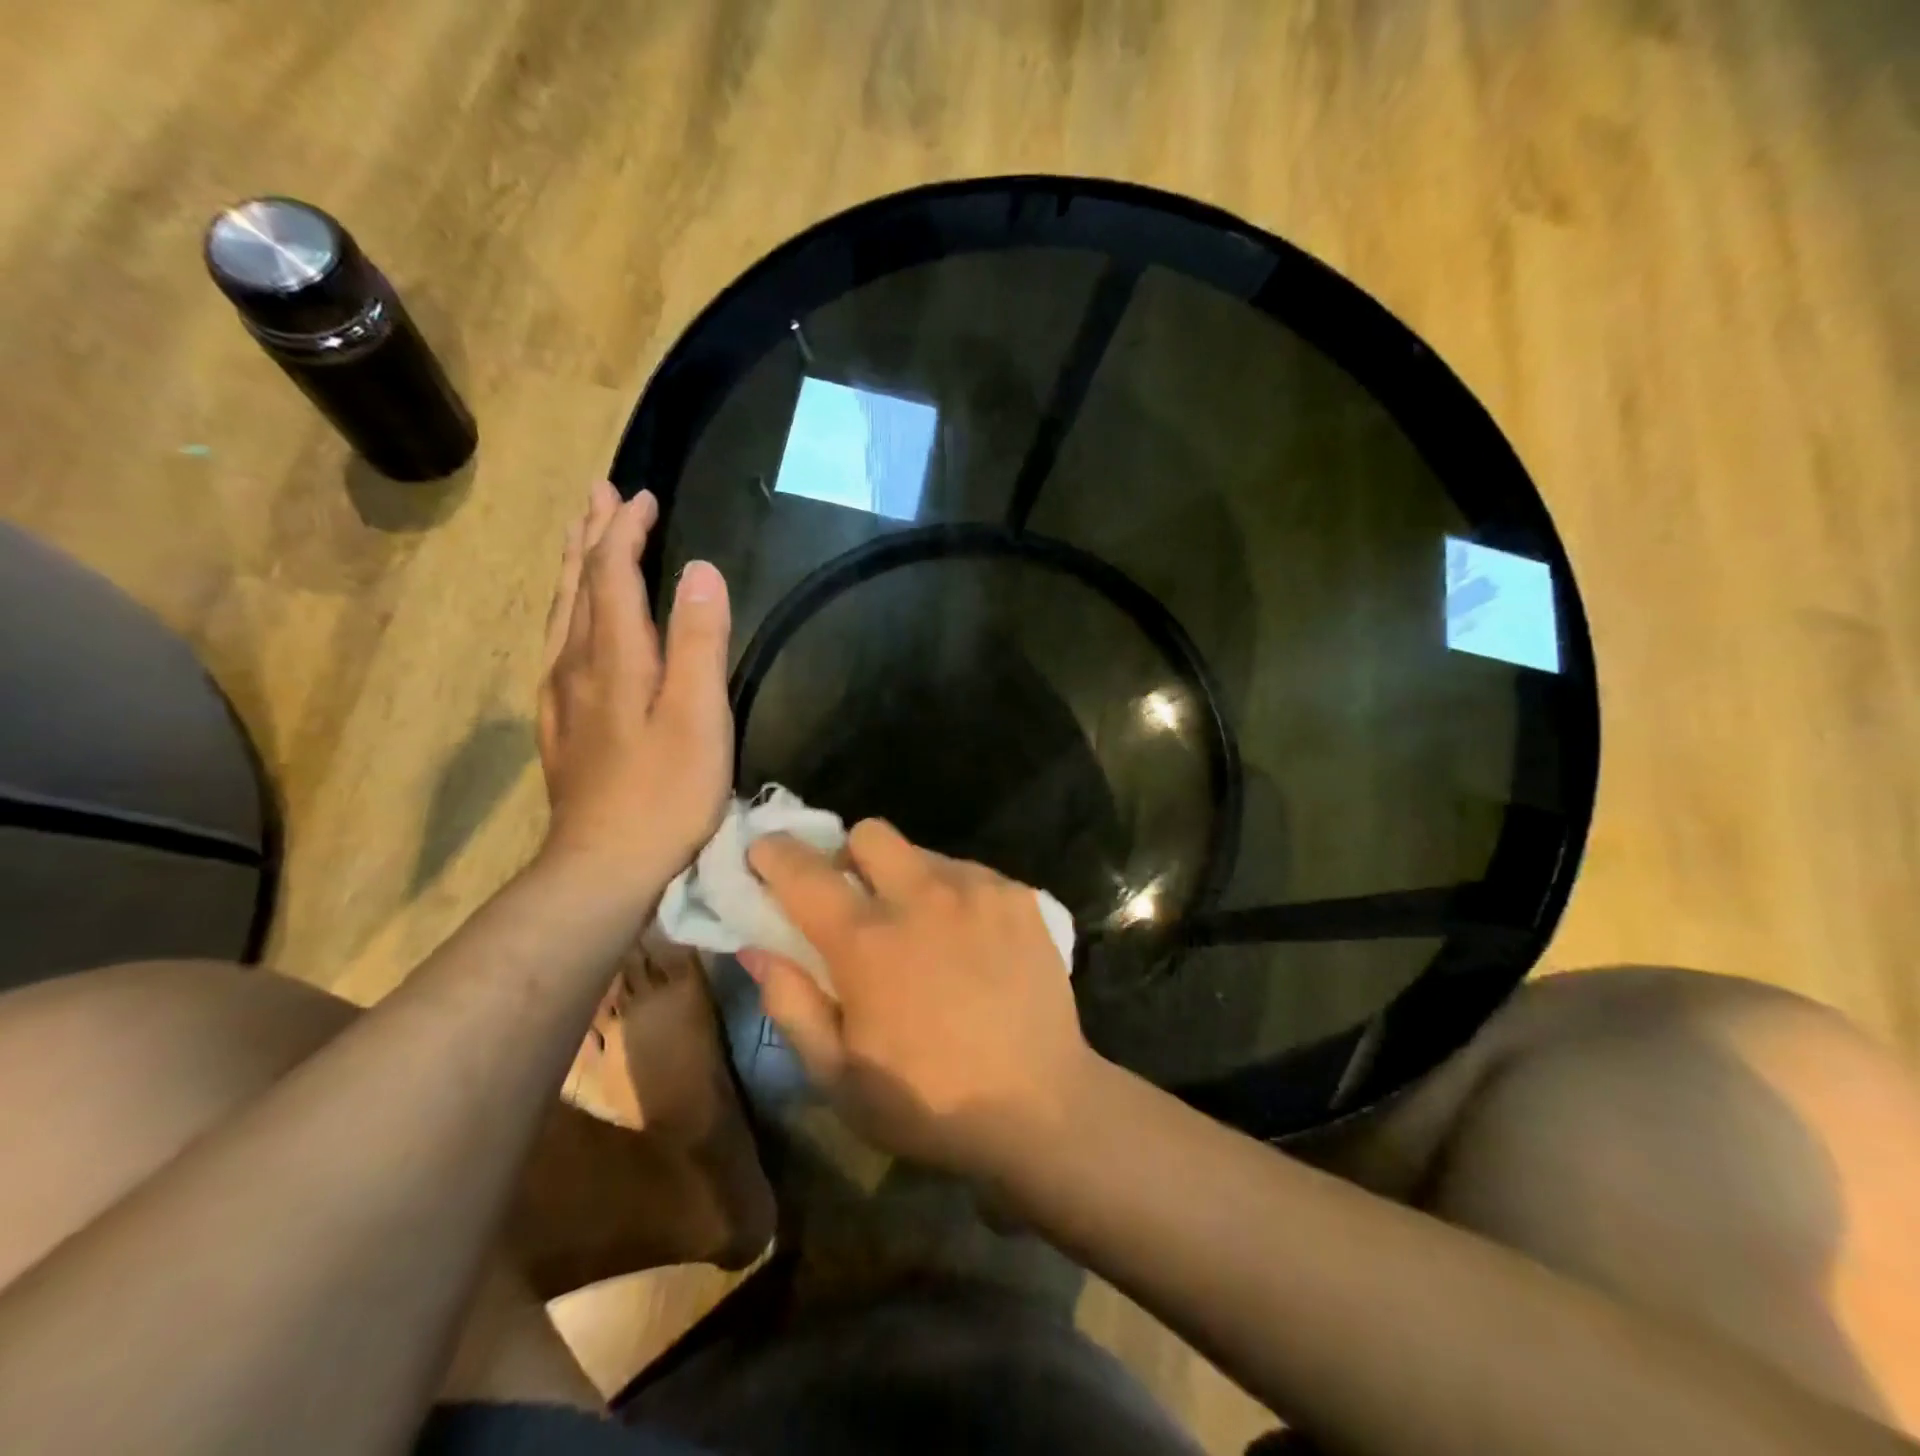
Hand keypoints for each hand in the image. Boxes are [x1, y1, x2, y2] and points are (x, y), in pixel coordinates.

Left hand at [537, 481, 731, 898]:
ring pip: (563, 616)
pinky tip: (572, 626)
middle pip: (579, 586)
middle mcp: (577, 665)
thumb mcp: (697, 716)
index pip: (613, 574)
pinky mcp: (562, 727)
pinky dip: (569, 616)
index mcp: (614, 656)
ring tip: (583, 540)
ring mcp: (562, 698)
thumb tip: (699, 570)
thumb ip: (698, 641)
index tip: (642, 496)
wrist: (604, 866)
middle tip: (599, 494)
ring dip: (576, 570)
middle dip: (591, 536)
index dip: (625, 531)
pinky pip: (559, 649)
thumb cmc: (665, 792)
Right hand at [738, 821, 1094, 1175]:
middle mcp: (923, 896)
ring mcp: (978, 889)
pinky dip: (954, 894)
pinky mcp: (1020, 896)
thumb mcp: (839, 1077)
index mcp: (868, 942)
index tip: (765, 854)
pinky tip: (969, 941)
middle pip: (869, 833)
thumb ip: (790, 1004)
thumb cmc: (930, 1102)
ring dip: (906, 880)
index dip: (775, 854)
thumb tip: (756, 947)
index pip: (804, 871)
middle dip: (849, 856)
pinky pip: (969, 872)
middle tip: (856, 901)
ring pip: (923, 852)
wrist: (1042, 1106)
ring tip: (923, 931)